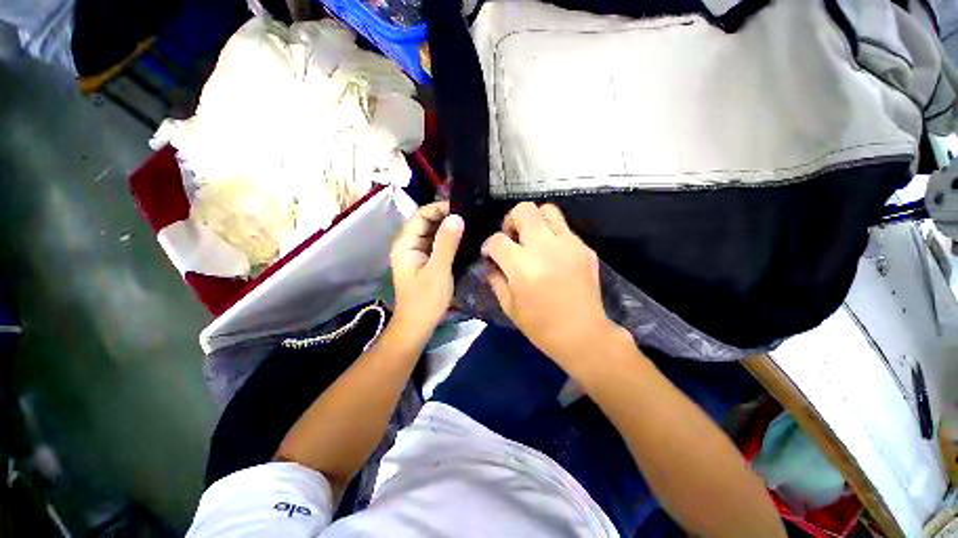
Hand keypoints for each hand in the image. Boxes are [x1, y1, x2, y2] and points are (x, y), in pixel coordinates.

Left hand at [390, 201, 463, 334]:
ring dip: (448, 228)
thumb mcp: (438, 270)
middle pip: (426, 222)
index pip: (421, 215)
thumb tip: (456, 217)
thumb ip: (446, 243)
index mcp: (406, 244)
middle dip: (445, 217)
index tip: (461, 209)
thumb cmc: (426, 300)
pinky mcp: (424, 262)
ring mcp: (416, 254)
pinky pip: (435, 244)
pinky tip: (463, 239)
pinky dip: (448, 240)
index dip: (439, 208)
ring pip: (432, 233)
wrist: (417, 325)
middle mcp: (408, 245)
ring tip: (469, 225)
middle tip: (469, 216)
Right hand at [483, 202, 616, 368]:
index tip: (490, 254)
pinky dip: (552, 234)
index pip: (497, 239)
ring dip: (534, 220)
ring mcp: (568, 244)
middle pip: (524, 210)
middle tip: (511, 237)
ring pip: (548, 210)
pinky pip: (564, 229)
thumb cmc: (541, 326)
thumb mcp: (509, 306)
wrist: (583, 334)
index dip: (489, 245)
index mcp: (522, 266)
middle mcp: (545, 248)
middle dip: (510, 220)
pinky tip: (551, 254)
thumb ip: (495, 279)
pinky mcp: (584, 248)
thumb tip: (490, 262)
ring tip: (531, 238)